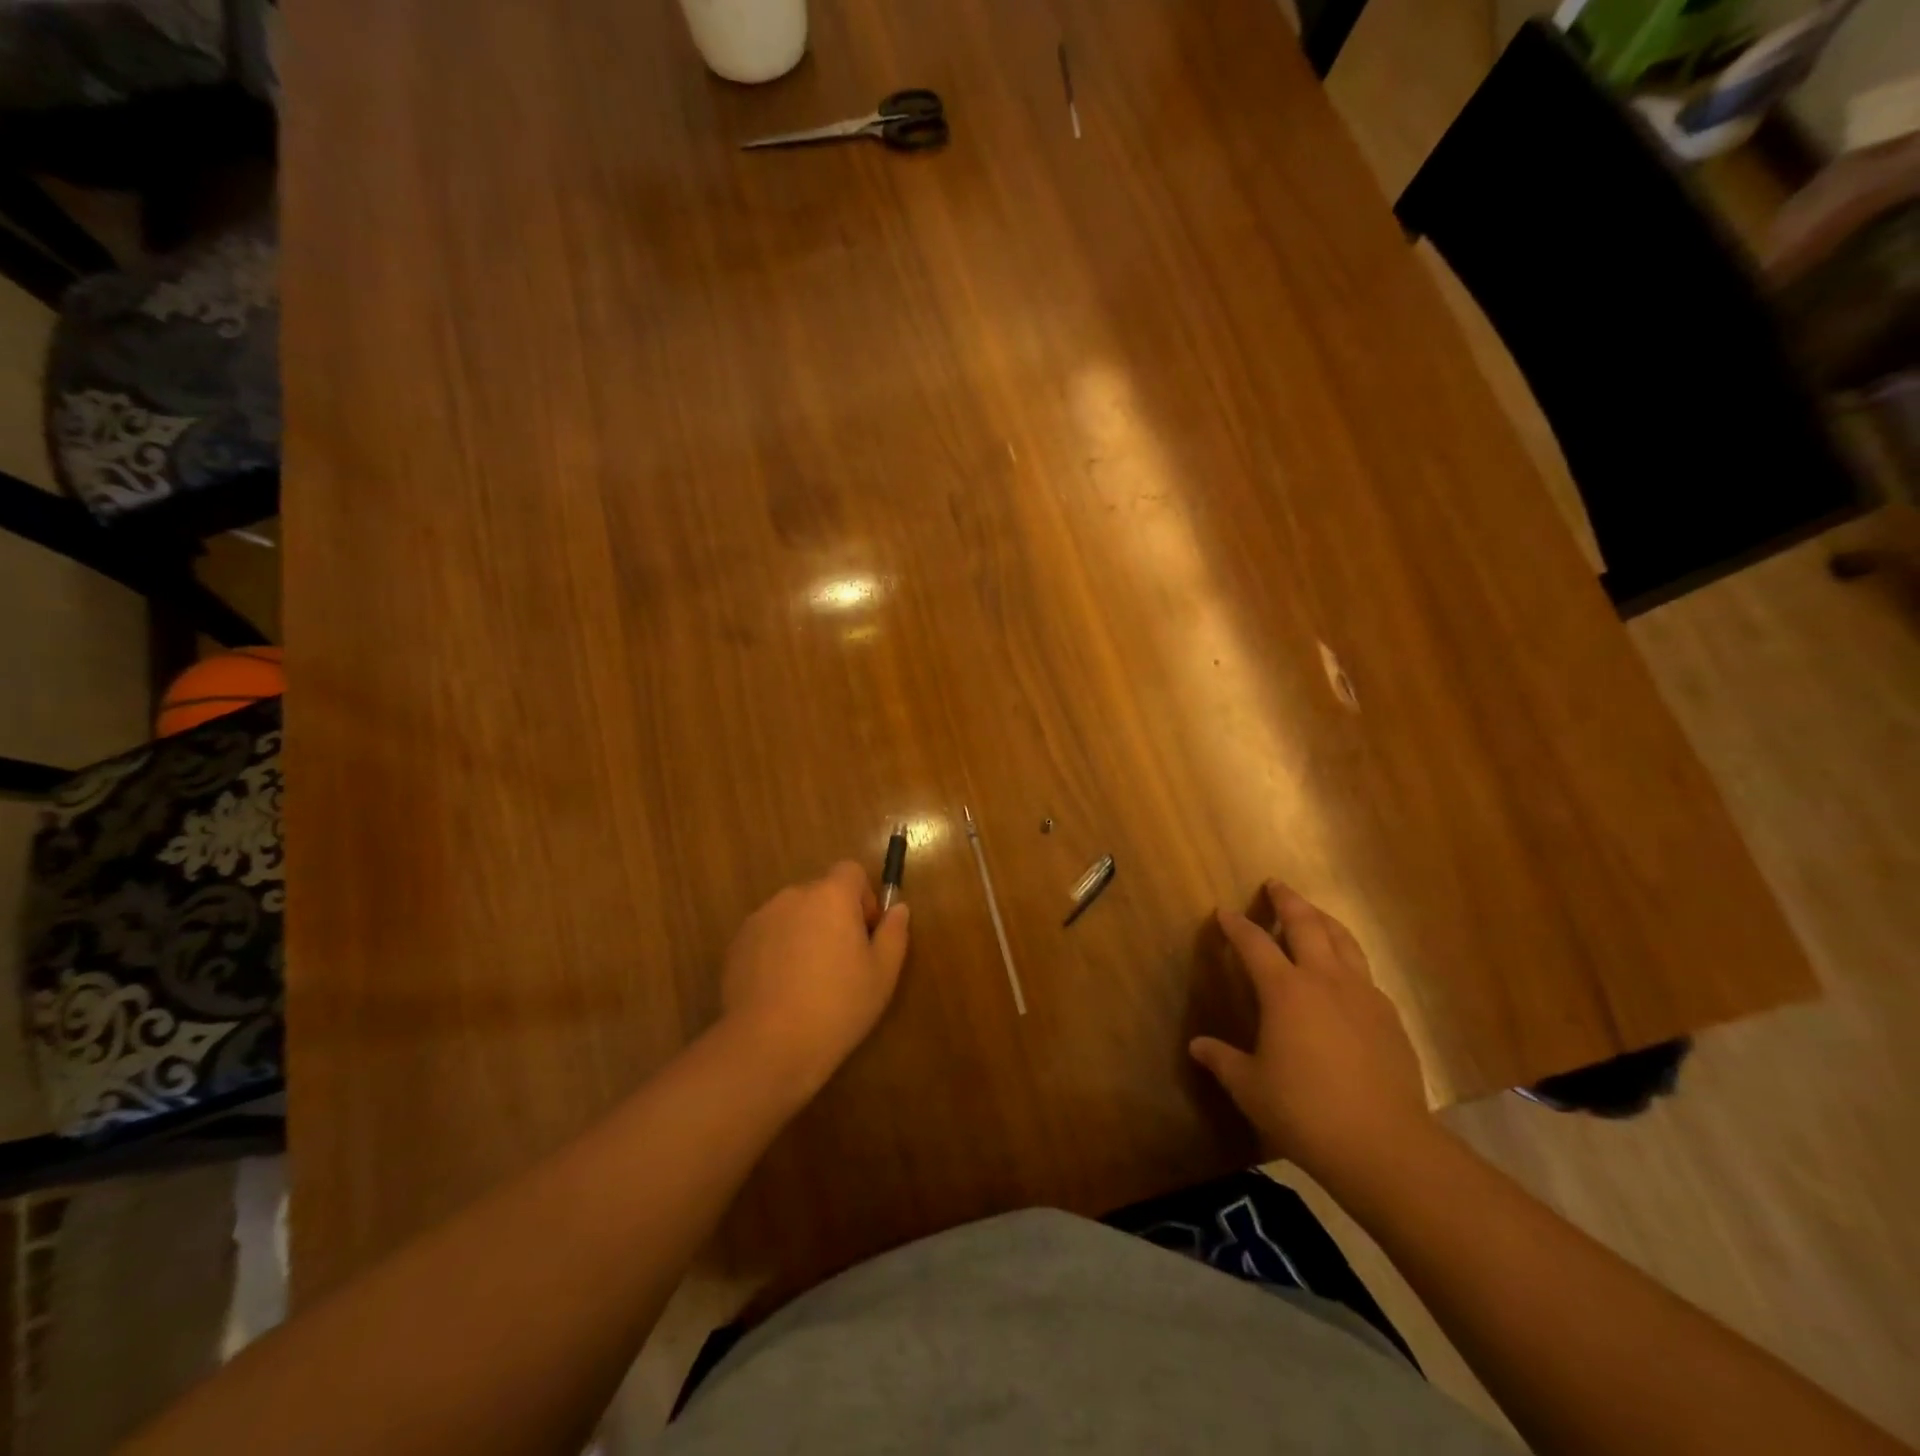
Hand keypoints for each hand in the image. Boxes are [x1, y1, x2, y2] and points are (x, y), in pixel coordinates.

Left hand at [719, 861, 910, 1096]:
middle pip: (821, 893)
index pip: (851, 871)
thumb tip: (898, 909)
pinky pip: (768, 935)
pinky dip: (778, 951)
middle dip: (833, 917)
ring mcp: (760, 919)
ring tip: (808, 980)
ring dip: (804, 933)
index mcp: (831, 896)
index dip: (863, 897)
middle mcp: (793, 896)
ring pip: (793, 915)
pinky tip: (782, 989)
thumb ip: (894, 933)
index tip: (865, 933)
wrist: (768, 1045)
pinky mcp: (737, 944)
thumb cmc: (837, 1006)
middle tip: (841, 962)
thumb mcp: (882, 974)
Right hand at [1190, 881, 1429, 1185]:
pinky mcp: (1389, 1018)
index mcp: (1285, 991)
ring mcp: (1363, 996)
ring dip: (1324, 920)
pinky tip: (1345, 974)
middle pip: (1307, 924)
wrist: (1385, 1146)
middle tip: (1276, 885)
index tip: (1224, 912)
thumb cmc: (1305, 1112)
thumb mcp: (1250, 1087)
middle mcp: (1325, 980)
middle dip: (1288, 901)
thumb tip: (1197, 1046)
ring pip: (1344, 941)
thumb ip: (1223, 1060)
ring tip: (1314, 913)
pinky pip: (1365, 973)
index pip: (1254, 943)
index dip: (1237, 925)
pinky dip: (1349, 959)